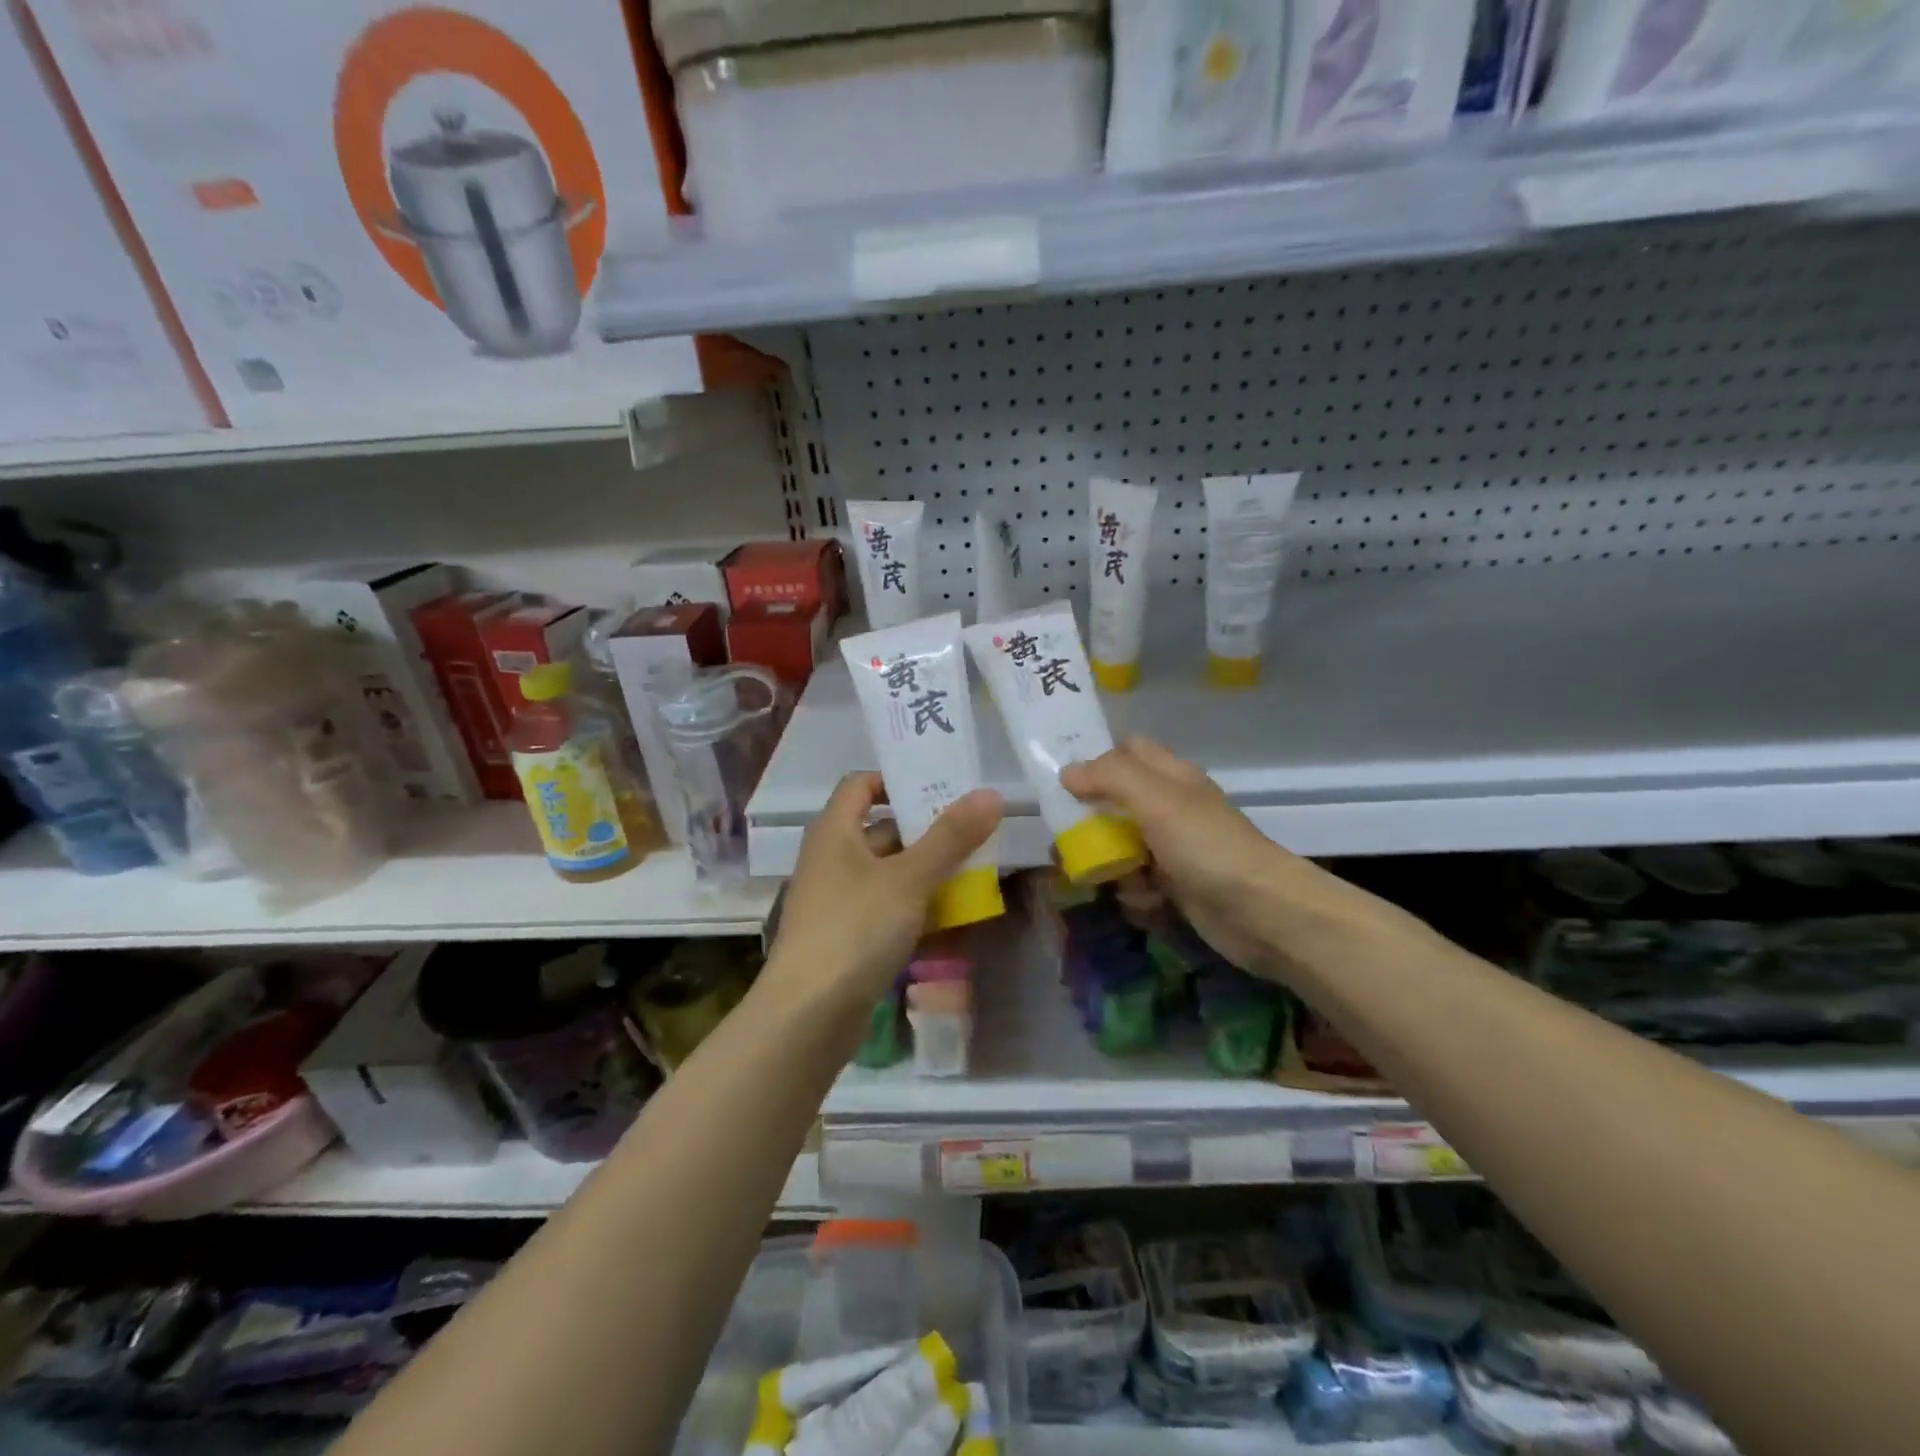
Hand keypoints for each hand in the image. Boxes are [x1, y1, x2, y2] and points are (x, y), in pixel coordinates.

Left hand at [766, 772, 1002, 1009]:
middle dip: (927, 829)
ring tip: (976, 867)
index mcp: (835, 831)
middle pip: (882, 829)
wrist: (808, 1016)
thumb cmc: (855, 929)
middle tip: (976, 828)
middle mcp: (832, 859)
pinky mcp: (848, 936)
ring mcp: (839, 900)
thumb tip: (991, 794)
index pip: (861, 784)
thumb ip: (951, 836)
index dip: (897, 780)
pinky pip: (887, 907)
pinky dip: (917, 904)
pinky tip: (953, 913)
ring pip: (889, 872)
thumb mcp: (909, 878)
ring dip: (928, 869)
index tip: (942, 787)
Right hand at [1061, 738, 1414, 981]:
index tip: (1061, 779)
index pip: (1129, 750)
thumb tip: (1068, 772)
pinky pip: (1140, 882)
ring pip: (1124, 845)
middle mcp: (1172, 808)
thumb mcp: (1156, 800)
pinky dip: (1135, 892)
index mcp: (1171, 777)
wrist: (1263, 913)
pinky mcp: (1178, 887)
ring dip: (1108, 862)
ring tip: (1096, 877)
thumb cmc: (1207, 846)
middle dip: (1090, 820)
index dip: (1097, 758)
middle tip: (1064, 838)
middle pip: (1118, 802)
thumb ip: (1110, 778)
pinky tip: (1142, 901)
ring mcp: (1175, 849)